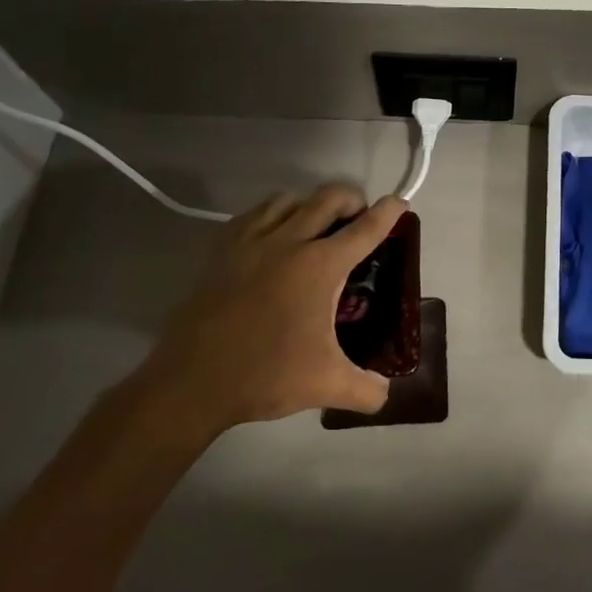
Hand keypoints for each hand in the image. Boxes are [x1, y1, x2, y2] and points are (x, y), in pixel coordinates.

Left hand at [130, 185, 402, 439]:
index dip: (388, 213)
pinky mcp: (221, 250)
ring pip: (288, 199)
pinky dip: (272, 214)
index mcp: (321, 266)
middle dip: (351, 199)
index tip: (399, 202)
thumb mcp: (327, 386)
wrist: (192, 381)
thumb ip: (367, 390)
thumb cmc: (266, 374)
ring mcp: (251, 241)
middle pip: (328, 198)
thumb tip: (386, 393)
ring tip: (315, 225)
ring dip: (309, 204)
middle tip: (358, 217)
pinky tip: (271, 236)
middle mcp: (289, 241)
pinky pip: (253, 214)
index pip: (365, 229)